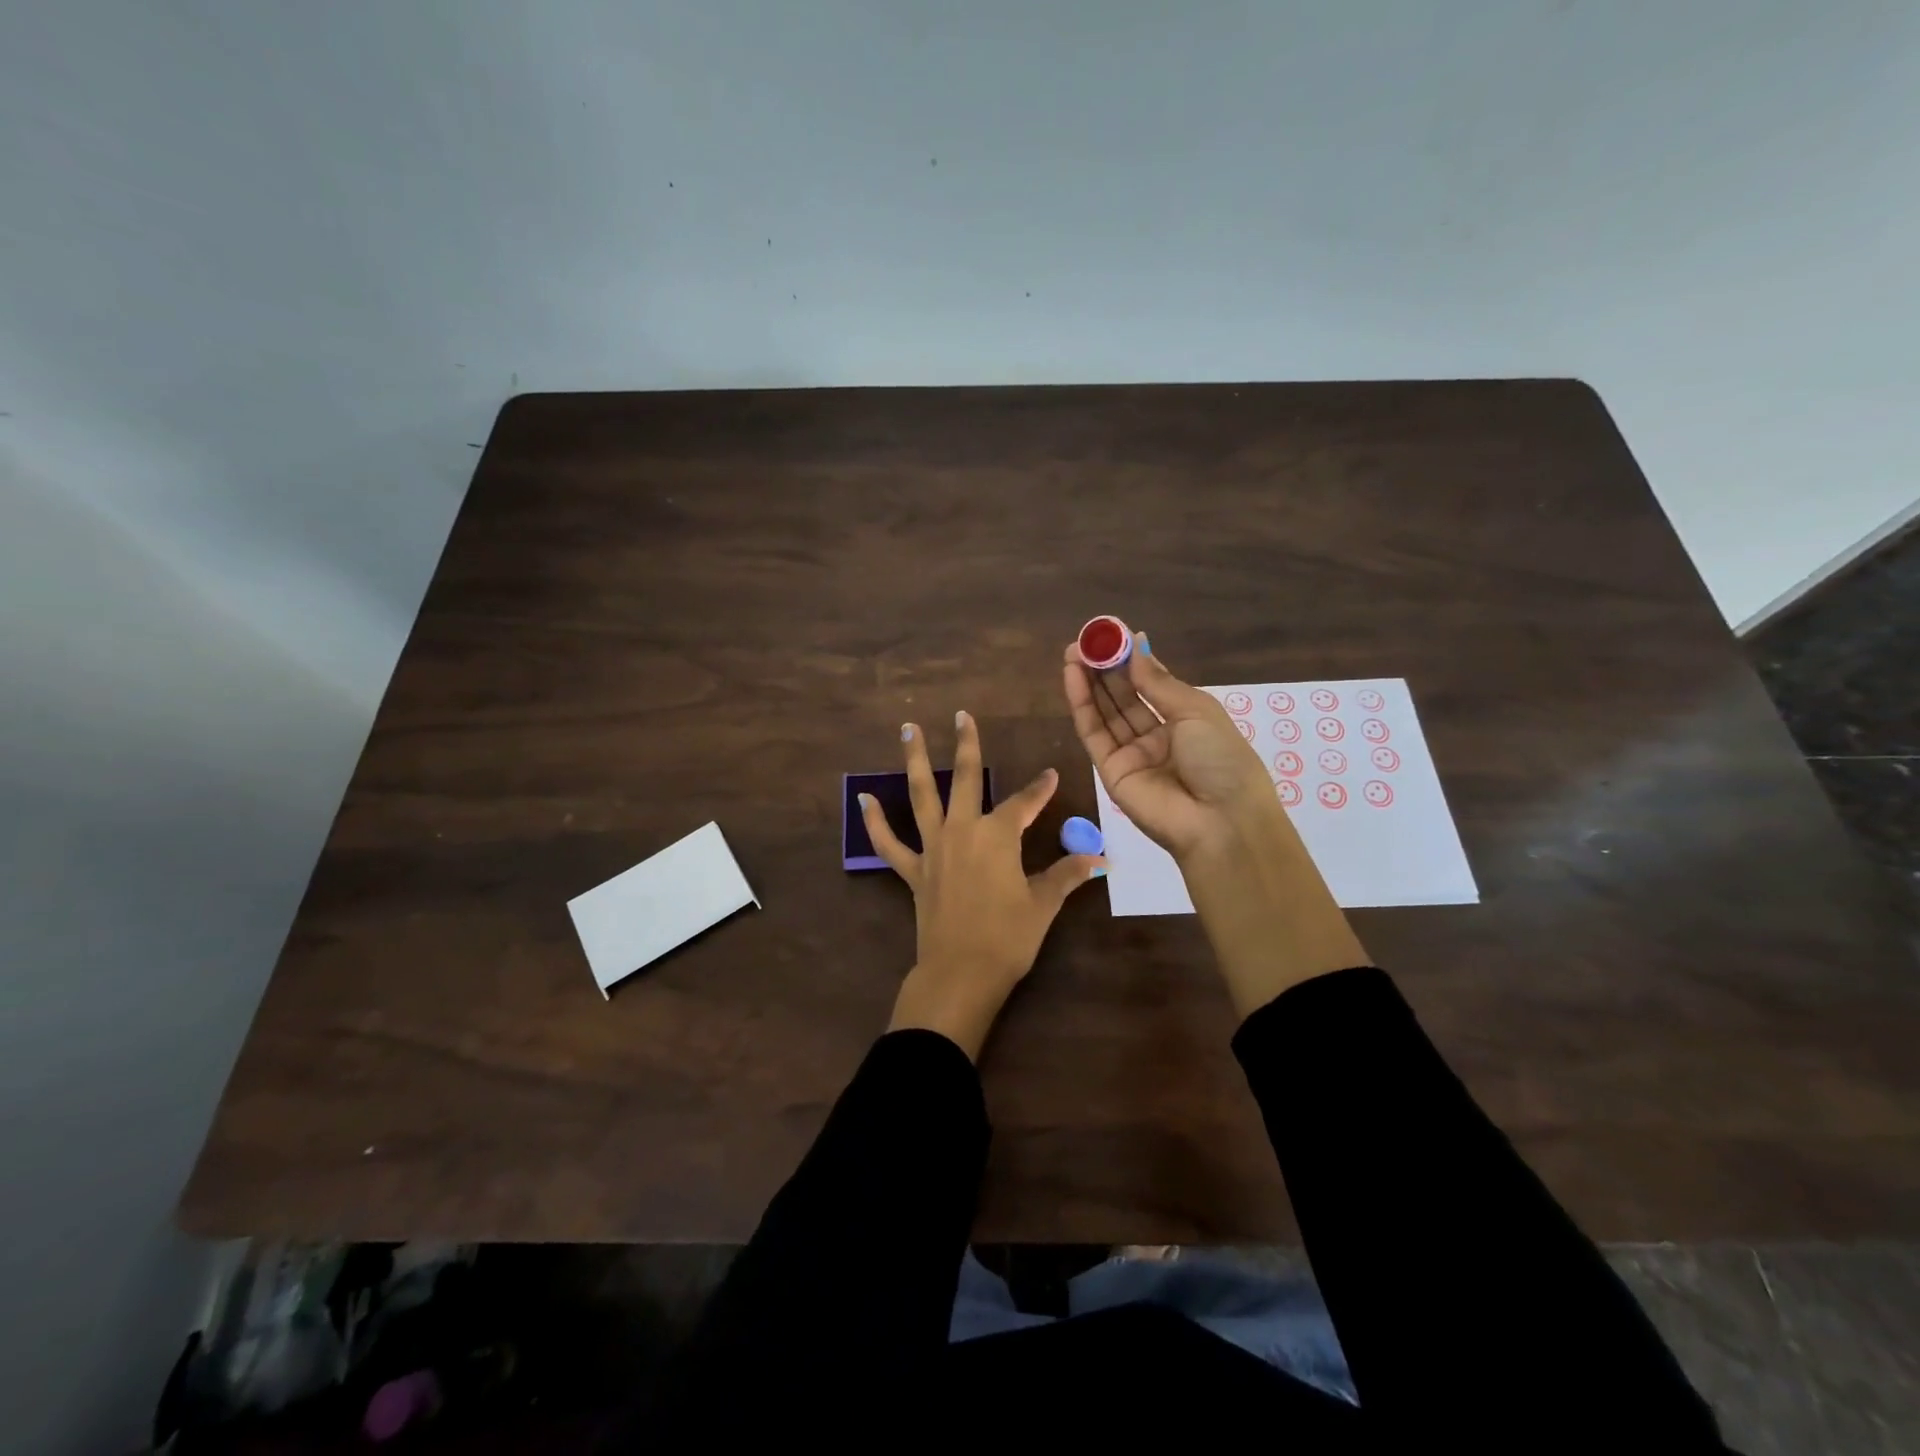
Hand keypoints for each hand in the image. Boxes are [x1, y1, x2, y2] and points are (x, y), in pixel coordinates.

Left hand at [861, 711, 1104, 1059]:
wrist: (961, 973)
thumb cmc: (1008, 937)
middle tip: (961, 716)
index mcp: (998, 835)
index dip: (1040, 789)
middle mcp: (963, 830)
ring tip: (907, 729)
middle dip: (966, 745)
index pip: (1025, 802)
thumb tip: (1101, 860)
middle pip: (965, 779)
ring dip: (915, 760)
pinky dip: (875, 822)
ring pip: (922, 795)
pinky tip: (864, 798)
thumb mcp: (1043, 904)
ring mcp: (933, 848)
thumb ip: (1068, 875)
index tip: (1051, 774)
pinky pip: (889, 843)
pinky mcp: (913, 871)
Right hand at [1061, 631, 1276, 861]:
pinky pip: (1094, 733)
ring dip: (1089, 682)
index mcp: (1186, 720)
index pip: (1151, 684)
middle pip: (1124, 697)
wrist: (1220, 822)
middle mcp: (1157, 736)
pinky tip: (1073, 677)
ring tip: (1072, 652)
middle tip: (1085, 640)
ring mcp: (1132, 754)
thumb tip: (1137, 645)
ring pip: (1105, 712)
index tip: (1112, 633)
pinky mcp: (1110, 771)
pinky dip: (1082, 705)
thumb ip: (1158, 681)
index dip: (1130, 659)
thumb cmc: (1221, 759)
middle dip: (1104, 668)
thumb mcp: (1196, 711)